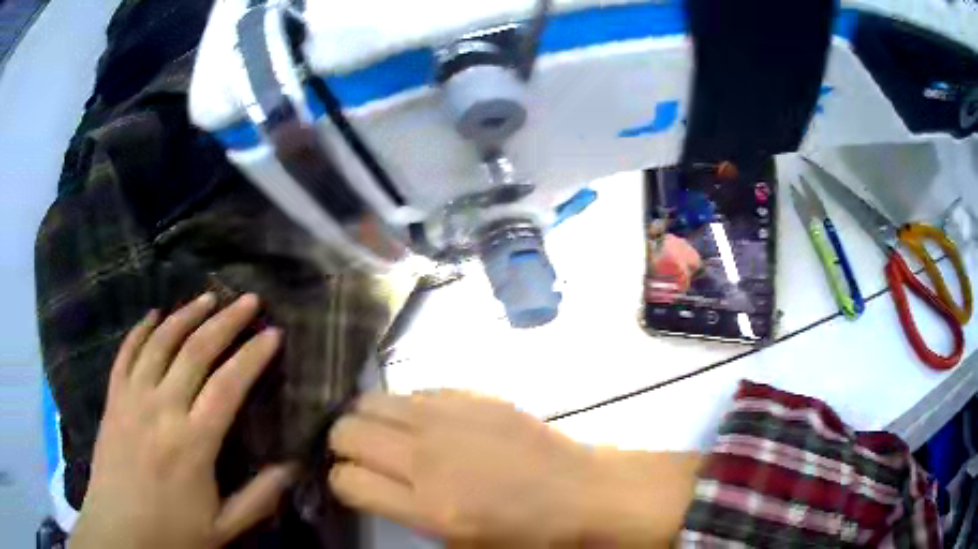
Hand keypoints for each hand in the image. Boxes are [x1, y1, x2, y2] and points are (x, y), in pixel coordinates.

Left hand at [71, 293, 295, 548]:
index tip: (273, 334)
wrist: (119, 531)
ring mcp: (132, 398)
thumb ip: (259, 498)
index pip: (229, 385)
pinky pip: (126, 352)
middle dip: (226, 321)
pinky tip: (154, 315)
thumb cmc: (172, 533)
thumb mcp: (223, 528)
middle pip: (196, 351)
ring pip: (160, 342)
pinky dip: (141, 329)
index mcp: (193, 442)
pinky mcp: (113, 398)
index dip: (253, 356)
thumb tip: (292, 468)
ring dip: (185, 315)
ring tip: (207, 297)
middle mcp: (162, 408)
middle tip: (248, 300)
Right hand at [328, 391, 699, 544]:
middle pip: (347, 432)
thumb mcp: (460, 544)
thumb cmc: (525, 534)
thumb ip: (406, 513)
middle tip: (361, 456)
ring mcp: (450, 419)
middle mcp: (428, 457)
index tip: (352, 484)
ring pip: (372, 401)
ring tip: (386, 434)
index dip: (342, 482)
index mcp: (427, 506)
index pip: (347, 480)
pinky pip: (416, 391)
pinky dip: (408, 407)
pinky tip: (427, 423)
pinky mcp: (472, 395)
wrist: (580, 493)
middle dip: (343, 444)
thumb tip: (371, 484)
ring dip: (368, 419)